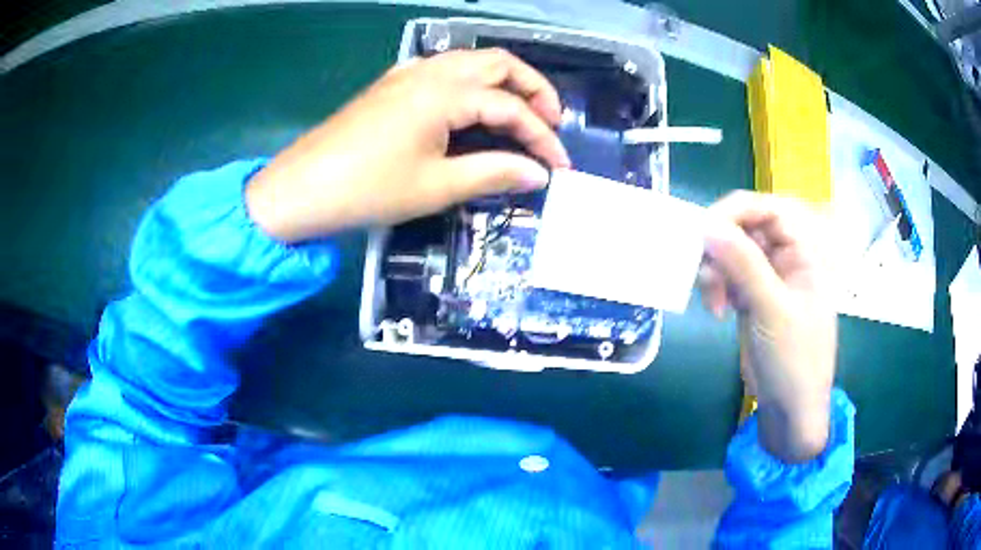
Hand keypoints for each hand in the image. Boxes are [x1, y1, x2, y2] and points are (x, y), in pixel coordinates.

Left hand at [245, 48, 569, 241]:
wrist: (301, 188)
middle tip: (550, 123)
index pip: (511, 107)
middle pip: (498, 63)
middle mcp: (431, 71)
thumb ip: (494, 174)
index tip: (559, 167)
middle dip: (533, 89)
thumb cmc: (368, 189)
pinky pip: (443, 69)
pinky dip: (470, 81)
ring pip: (471, 61)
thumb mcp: (437, 187)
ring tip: (519, 113)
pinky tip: (470, 105)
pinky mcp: (391, 84)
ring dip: (502, 81)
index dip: (542, 137)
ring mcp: (408, 73)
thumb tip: (539, 175)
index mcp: (445, 93)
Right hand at [699, 191, 836, 462]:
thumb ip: (743, 265)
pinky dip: (717, 287)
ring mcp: (769, 280)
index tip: (703, 232)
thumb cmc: (794, 361)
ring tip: (712, 303)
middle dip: (721, 248)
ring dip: (716, 271)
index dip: (734, 212)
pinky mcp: (753, 299)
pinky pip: (729, 277)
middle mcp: (786, 259)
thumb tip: (706, 225)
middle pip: (746, 229)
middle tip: (704, 273)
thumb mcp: (771, 311)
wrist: (790, 411)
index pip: (767, 211)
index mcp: (803, 253)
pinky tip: (716, 311)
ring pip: (733, 254)